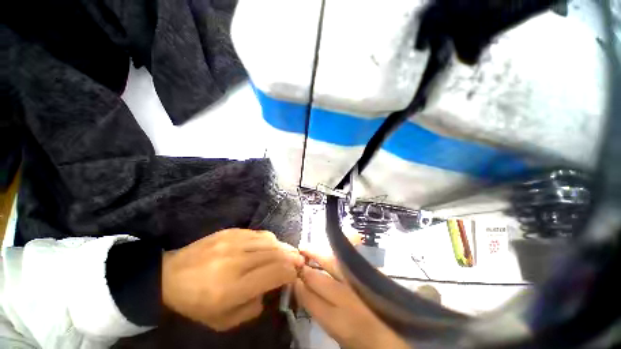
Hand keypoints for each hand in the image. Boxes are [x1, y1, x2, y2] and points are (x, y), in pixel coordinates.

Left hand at [161, 228, 303, 330]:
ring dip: (283, 247)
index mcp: (234, 287)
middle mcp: (237, 260)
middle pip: (276, 253)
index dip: (290, 272)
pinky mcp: (231, 231)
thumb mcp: (224, 321)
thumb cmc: (197, 304)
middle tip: (299, 260)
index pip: (276, 272)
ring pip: (270, 241)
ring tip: (288, 253)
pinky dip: (270, 240)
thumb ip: (254, 307)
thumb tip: (272, 288)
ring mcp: (233, 242)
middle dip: (292, 257)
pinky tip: (271, 246)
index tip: (296, 274)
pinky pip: (259, 233)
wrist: (170, 276)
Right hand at [294, 250, 409, 348]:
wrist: (397, 337)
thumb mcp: (338, 334)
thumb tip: (305, 290)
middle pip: (318, 279)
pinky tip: (329, 250)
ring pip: (332, 264)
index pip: (310, 299)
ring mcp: (359, 284)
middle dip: (305, 270)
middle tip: (297, 259)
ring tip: (306, 248)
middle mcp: (346, 300)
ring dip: (317, 255)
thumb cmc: (364, 340)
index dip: (299, 287)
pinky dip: (337, 253)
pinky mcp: (370, 275)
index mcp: (338, 322)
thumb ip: (321, 311)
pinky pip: (349, 259)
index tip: (293, 278)